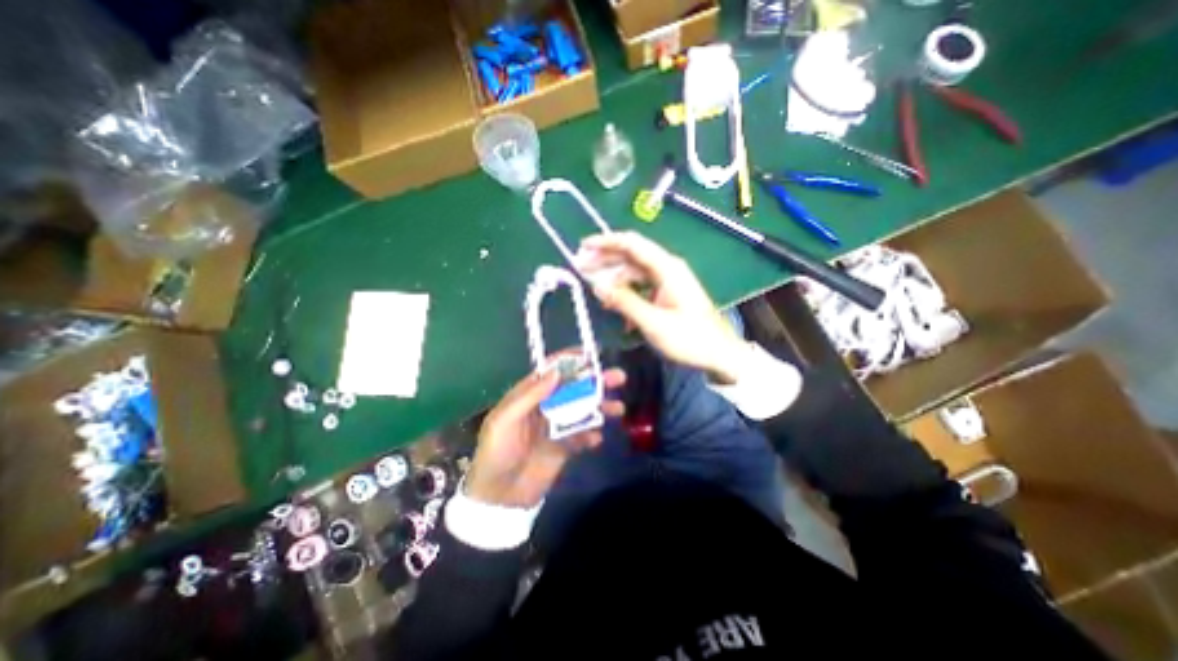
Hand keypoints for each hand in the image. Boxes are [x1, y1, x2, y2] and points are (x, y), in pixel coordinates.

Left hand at [466, 362, 625, 506]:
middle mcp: (545, 407)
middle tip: (618, 377)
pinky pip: (583, 436)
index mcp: (529, 396)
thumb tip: (555, 373)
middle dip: (595, 382)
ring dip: (601, 407)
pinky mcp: (564, 447)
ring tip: (618, 409)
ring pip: (582, 410)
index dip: (571, 361)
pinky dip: (592, 435)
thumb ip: (529, 396)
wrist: (498, 497)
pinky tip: (596, 439)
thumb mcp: (505, 420)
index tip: (592, 355)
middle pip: (574, 389)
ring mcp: (556, 427)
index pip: (552, 372)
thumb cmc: (497, 452)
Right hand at [578, 233, 744, 385]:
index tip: (583, 247)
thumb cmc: (690, 338)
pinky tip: (616, 307)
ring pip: (635, 272)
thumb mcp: (653, 322)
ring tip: (596, 292)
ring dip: (615, 280)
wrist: (720, 354)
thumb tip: (597, 284)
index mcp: (667, 268)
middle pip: (631, 256)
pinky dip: (627, 293)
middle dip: (605, 260)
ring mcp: (668, 281)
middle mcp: (667, 268)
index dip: (606, 242)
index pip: (632, 244)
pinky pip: (642, 286)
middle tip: (581, 268)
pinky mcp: (668, 293)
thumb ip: (624, 301)